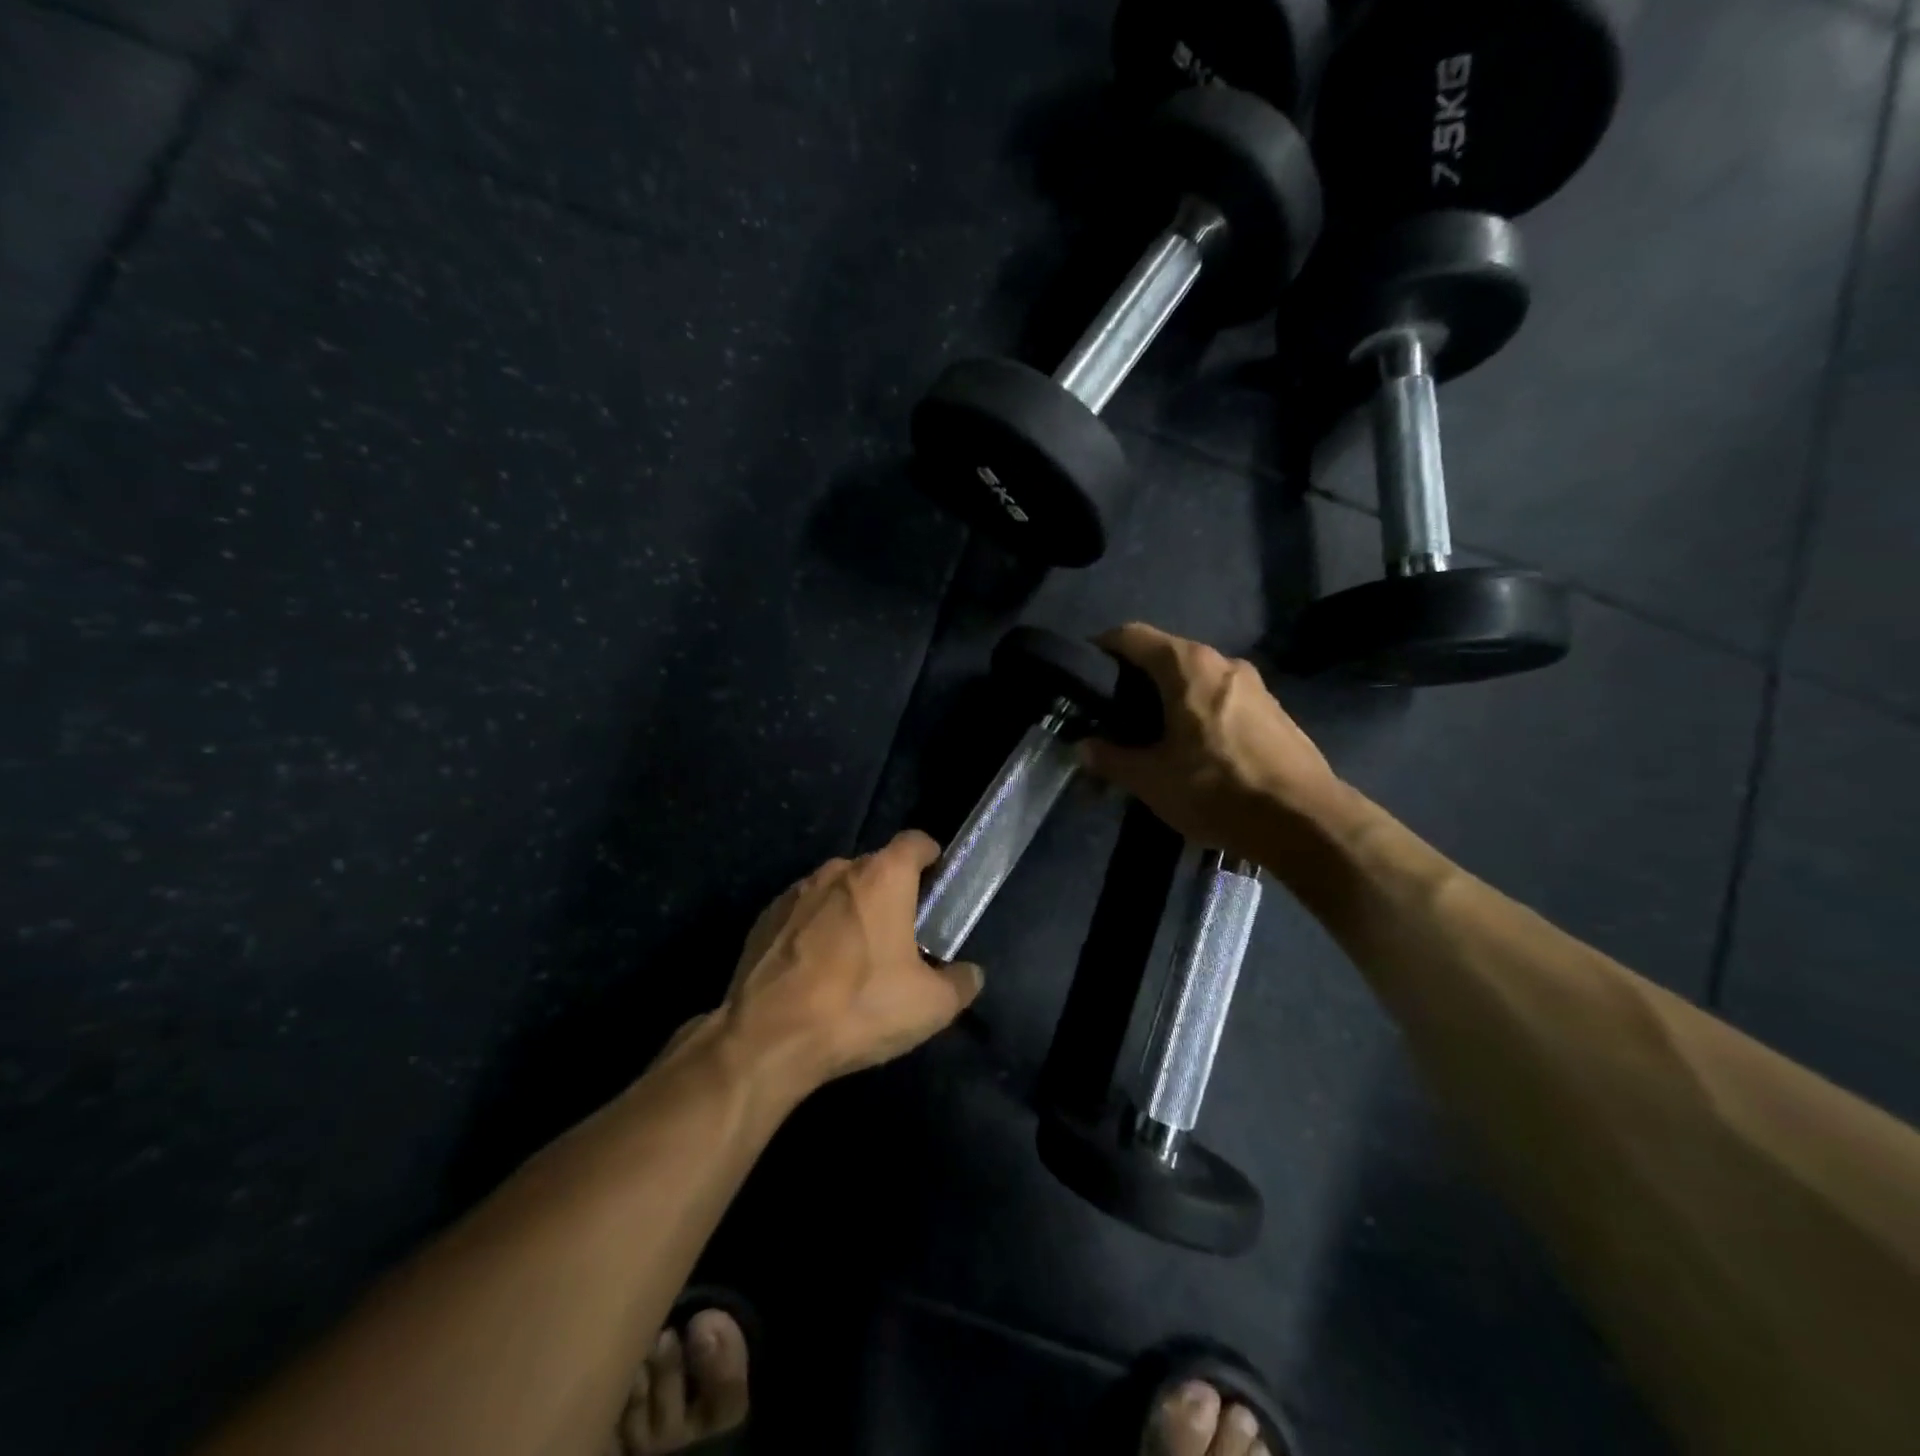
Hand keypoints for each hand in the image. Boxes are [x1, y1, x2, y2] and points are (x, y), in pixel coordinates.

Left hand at [717, 831, 982, 1094]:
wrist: (768, 1037)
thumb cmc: (860, 1007)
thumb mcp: (930, 1006)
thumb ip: (960, 983)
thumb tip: (970, 975)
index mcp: (883, 876)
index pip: (916, 842)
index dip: (931, 858)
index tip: (937, 884)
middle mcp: (838, 870)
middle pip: (875, 869)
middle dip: (891, 894)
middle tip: (901, 936)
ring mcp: (796, 891)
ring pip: (836, 891)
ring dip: (850, 912)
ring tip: (855, 959)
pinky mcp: (765, 918)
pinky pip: (803, 914)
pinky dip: (815, 931)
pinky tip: (816, 973)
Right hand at [1080, 623, 1346, 863]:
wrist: (1305, 821)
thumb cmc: (1217, 790)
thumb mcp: (1152, 780)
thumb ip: (1112, 759)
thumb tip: (1085, 748)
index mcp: (1188, 666)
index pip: (1132, 636)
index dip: (1102, 647)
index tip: (1084, 672)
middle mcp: (1223, 662)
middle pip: (1166, 655)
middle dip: (1135, 678)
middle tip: (1112, 712)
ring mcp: (1255, 685)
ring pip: (1197, 678)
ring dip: (1169, 697)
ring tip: (1151, 733)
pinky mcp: (1274, 710)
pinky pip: (1222, 698)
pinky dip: (1198, 711)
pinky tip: (1193, 748)